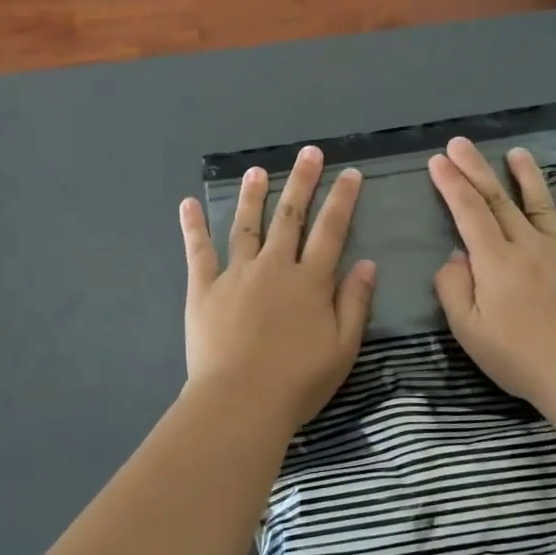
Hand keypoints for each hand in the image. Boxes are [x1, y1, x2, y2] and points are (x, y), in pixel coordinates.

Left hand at [179, 146, 377, 437]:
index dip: (342, 199)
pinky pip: (198, 252)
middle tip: (309, 153)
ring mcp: (236, 275)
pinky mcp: (204, 289)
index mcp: (310, 281)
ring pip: (246, 225)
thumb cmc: (297, 382)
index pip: (330, 230)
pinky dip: (193, 227)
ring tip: (256, 171)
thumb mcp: (343, 348)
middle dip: (301, 181)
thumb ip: (354, 302)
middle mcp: (274, 267)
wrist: (240, 401)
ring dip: (253, 195)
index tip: (349, 173)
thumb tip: (366, 263)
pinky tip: (188, 204)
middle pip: (290, 216)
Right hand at [429, 136, 555, 409]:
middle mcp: (529, 245)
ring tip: (516, 151)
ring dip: (526, 175)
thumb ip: (454, 289)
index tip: (438, 160)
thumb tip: (456, 257)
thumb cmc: (521, 357)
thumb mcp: (469, 331)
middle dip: (476, 168)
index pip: (468, 212)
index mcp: (496, 261)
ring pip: (541, 203)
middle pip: (498, 199)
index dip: (451, 184)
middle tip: (460, 142)